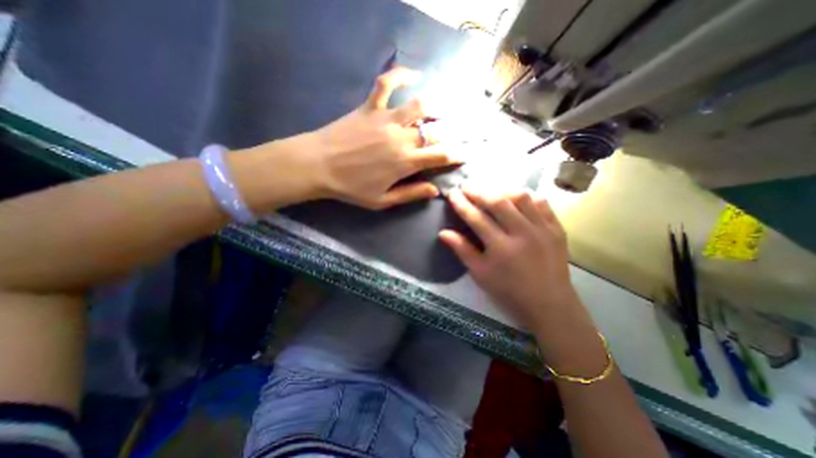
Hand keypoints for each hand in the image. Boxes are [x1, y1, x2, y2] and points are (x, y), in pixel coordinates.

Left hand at [310, 66, 455, 209]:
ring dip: (436, 107)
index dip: (456, 155)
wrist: (318, 166)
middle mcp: (401, 138)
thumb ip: (410, 194)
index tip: (464, 154)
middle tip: (456, 134)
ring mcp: (386, 119)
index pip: (440, 156)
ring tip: (443, 110)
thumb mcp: (382, 201)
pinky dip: (401, 75)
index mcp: (405, 163)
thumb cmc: (350, 187)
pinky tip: (414, 74)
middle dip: (450, 133)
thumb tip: (435, 190)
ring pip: (419, 106)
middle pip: (435, 131)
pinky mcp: (370, 107)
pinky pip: (387, 84)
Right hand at [443, 186, 583, 328]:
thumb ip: (462, 250)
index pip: (476, 218)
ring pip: (521, 197)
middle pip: (498, 202)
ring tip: (490, 190)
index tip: (452, 192)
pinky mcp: (557, 228)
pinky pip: (542, 203)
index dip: (461, 203)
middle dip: (478, 190)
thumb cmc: (508, 291)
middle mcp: (523, 233)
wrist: (549, 304)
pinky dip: (526, 196)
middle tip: (466, 185)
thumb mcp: (480, 273)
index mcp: (501, 247)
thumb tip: (443, 232)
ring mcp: (543, 229)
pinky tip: (516, 198)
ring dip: (502, 190)